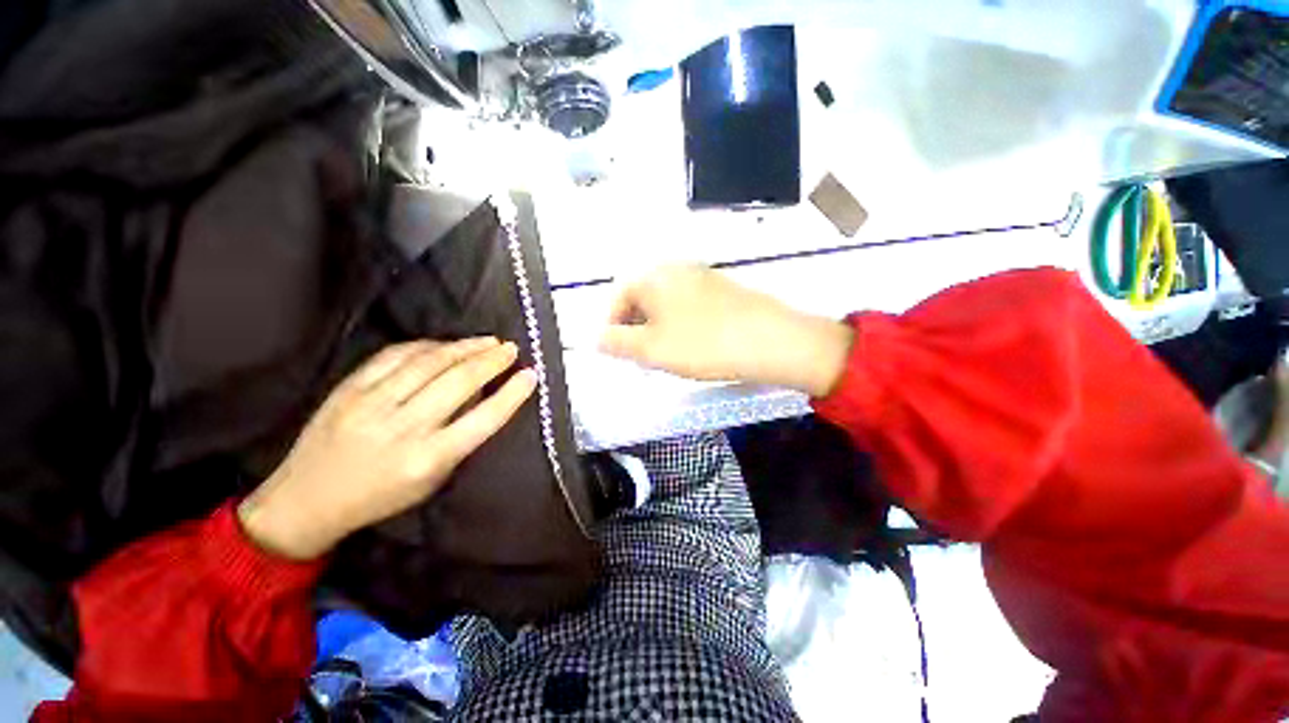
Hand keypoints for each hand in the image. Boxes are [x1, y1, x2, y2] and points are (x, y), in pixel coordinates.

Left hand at [238, 338, 535, 560]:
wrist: (306, 501)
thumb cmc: (381, 497)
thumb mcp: (432, 480)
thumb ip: (461, 438)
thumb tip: (484, 396)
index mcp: (428, 459)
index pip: (484, 419)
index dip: (512, 393)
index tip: (530, 374)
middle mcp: (403, 429)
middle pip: (459, 382)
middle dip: (492, 360)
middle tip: (510, 349)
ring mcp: (371, 405)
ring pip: (429, 363)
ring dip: (465, 347)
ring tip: (487, 340)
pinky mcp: (348, 389)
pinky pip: (394, 356)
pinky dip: (426, 345)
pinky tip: (445, 344)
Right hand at [598, 265, 852, 396]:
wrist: (771, 340)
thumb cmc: (703, 344)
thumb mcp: (651, 349)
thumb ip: (617, 343)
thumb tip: (598, 338)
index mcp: (653, 277)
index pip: (617, 298)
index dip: (613, 327)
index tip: (619, 353)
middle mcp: (674, 268)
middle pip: (641, 298)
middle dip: (635, 328)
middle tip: (643, 356)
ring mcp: (701, 276)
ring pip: (664, 303)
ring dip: (657, 327)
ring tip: (667, 353)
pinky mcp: (721, 289)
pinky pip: (687, 304)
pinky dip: (680, 323)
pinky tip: (693, 343)